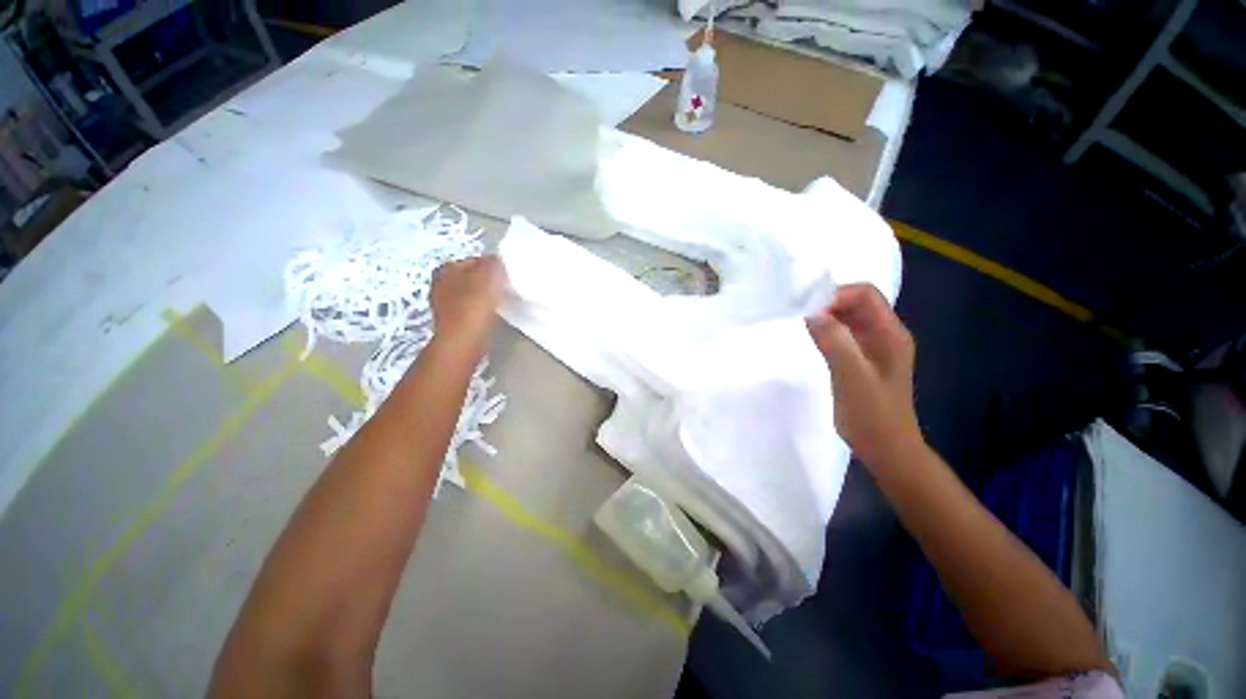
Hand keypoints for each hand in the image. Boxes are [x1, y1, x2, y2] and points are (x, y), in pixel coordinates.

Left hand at [430, 256, 505, 349]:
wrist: (463, 341)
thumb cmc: (474, 304)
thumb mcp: (489, 274)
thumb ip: (493, 263)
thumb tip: (496, 261)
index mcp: (445, 268)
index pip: (474, 260)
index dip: (492, 267)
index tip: (505, 277)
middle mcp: (438, 284)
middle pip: (470, 278)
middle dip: (486, 282)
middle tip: (503, 289)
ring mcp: (442, 305)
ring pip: (469, 294)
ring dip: (483, 298)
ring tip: (499, 304)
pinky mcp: (450, 322)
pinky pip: (469, 310)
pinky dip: (479, 311)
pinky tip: (489, 317)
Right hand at [807, 284, 922, 465]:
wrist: (886, 449)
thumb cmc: (873, 415)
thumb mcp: (852, 376)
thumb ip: (834, 342)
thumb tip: (812, 313)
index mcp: (891, 334)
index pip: (865, 294)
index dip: (837, 295)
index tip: (809, 310)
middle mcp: (885, 335)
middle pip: (858, 302)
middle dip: (830, 303)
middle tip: (803, 317)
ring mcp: (874, 347)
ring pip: (849, 318)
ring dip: (827, 317)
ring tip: (805, 327)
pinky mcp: (862, 359)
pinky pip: (844, 334)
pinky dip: (828, 331)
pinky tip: (814, 339)